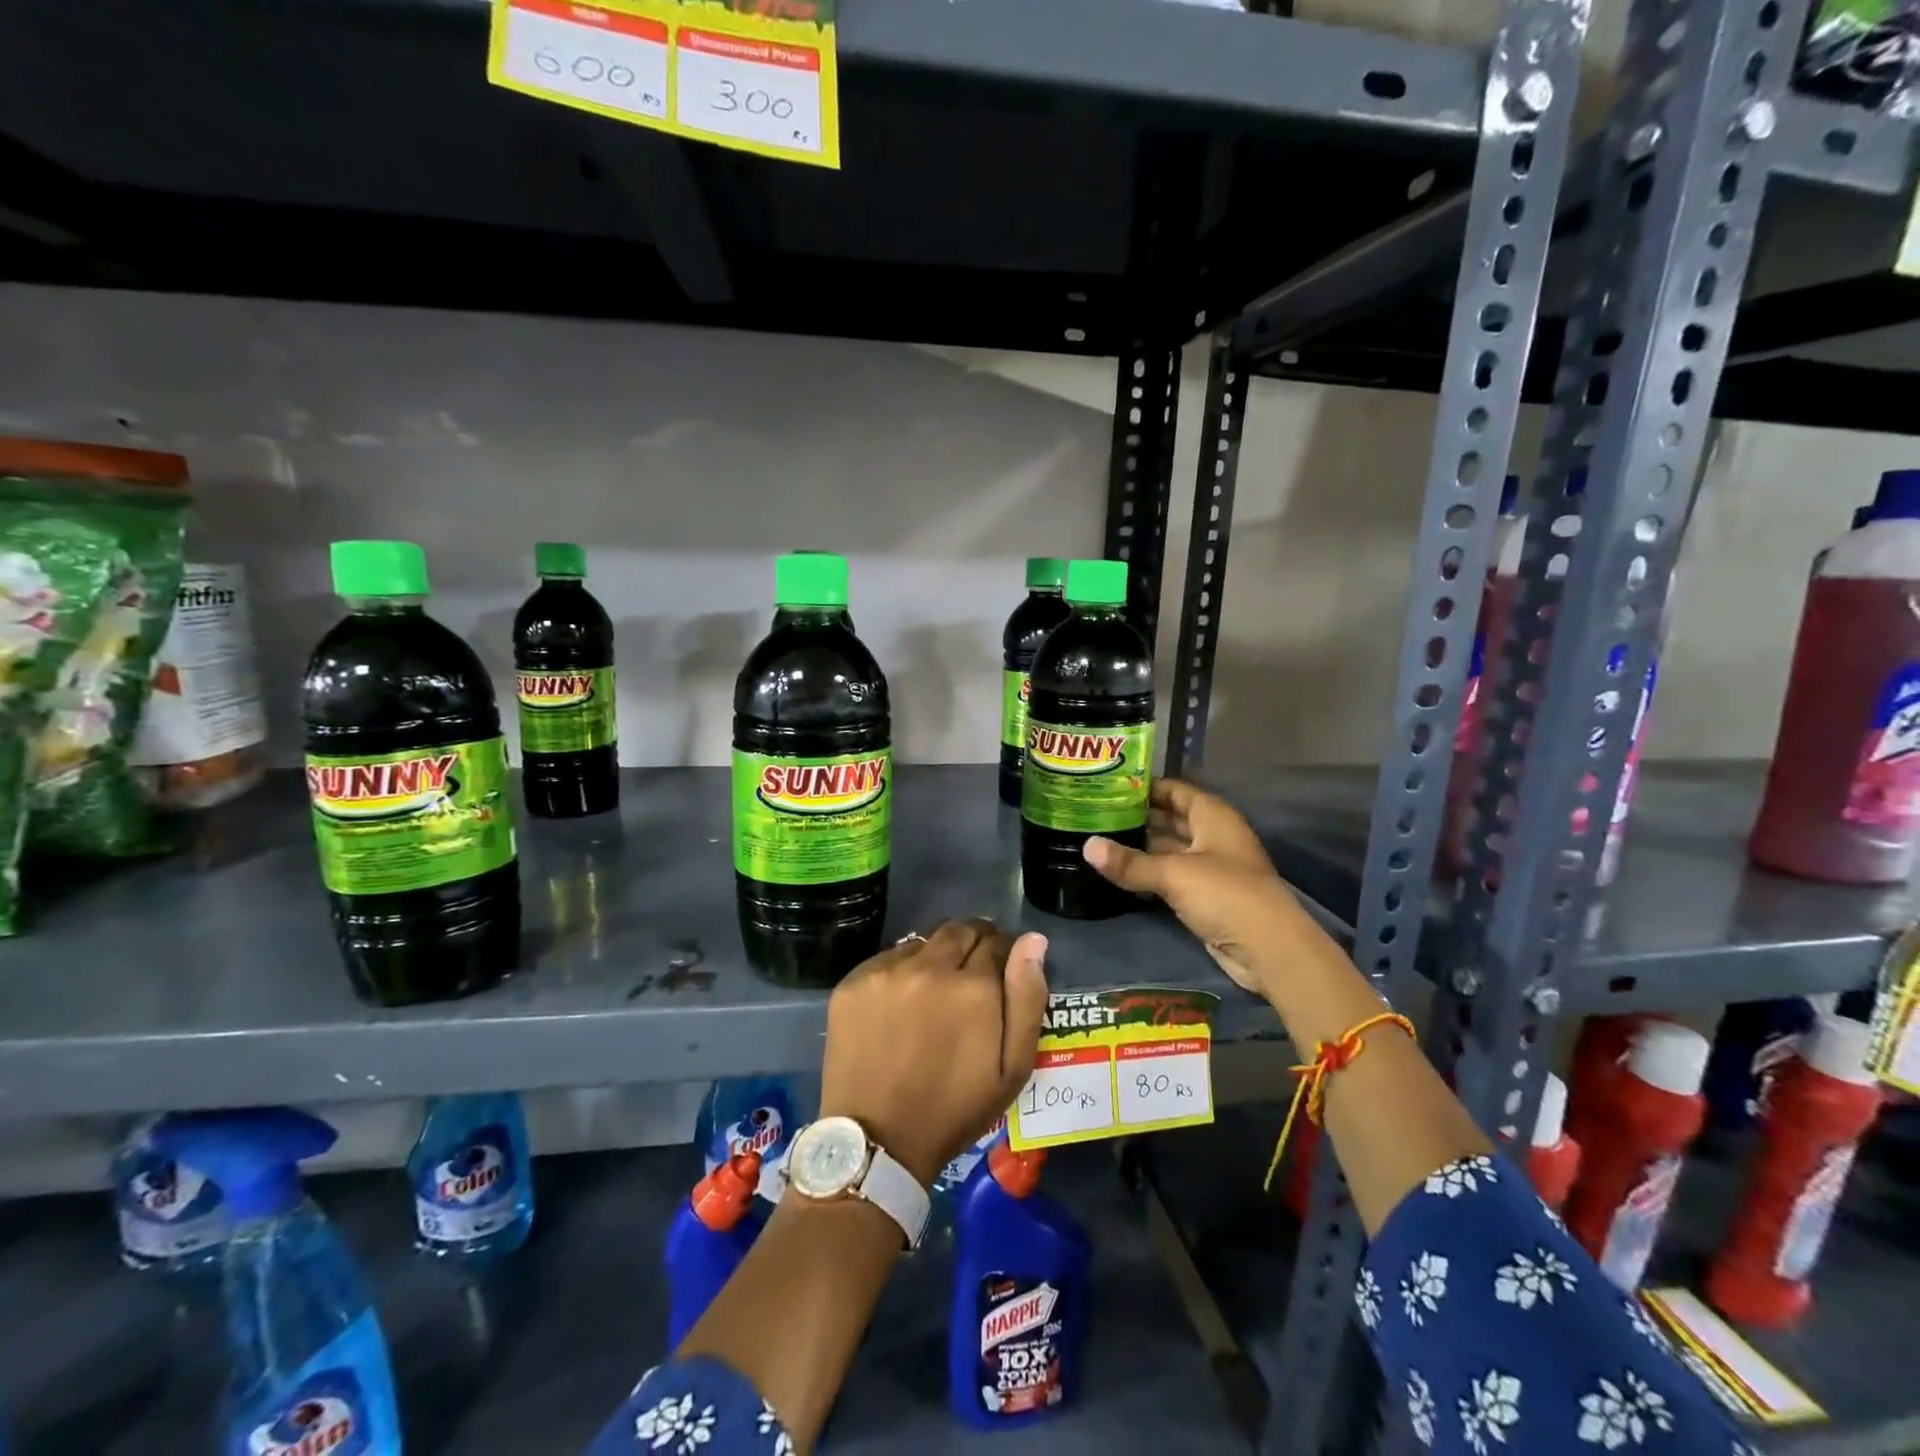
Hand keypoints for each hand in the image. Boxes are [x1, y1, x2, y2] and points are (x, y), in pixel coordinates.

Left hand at [817, 919, 1048, 1187]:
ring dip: (936, 956)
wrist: (877, 1141)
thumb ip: (1027, 998)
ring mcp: (886, 971)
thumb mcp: (1011, 1068)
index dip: (1004, 952)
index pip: (997, 942)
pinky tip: (901, 1002)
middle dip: (973, 943)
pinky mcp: (854, 981)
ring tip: (934, 991)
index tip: (1002, 969)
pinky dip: (901, 971)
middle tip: (971, 974)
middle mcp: (930, 966)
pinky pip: (888, 959)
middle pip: (959, 930)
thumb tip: (1033, 940)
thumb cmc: (954, 1110)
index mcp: (973, 986)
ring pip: (923, 942)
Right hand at [1083, 778, 1297, 996]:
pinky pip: (1171, 876)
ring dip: (1141, 847)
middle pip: (1171, 819)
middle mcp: (1213, 836)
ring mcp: (1211, 867)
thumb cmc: (1225, 894)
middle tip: (1095, 815)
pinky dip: (1149, 873)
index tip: (1108, 787)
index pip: (1175, 790)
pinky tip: (1120, 873)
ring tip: (1100, 841)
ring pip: (1169, 849)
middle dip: (1137, 817)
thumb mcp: (1173, 874)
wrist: (1268, 949)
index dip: (1145, 787)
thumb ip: (1130, 862)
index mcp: (1212, 816)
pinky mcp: (1206, 896)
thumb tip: (1087, 846)